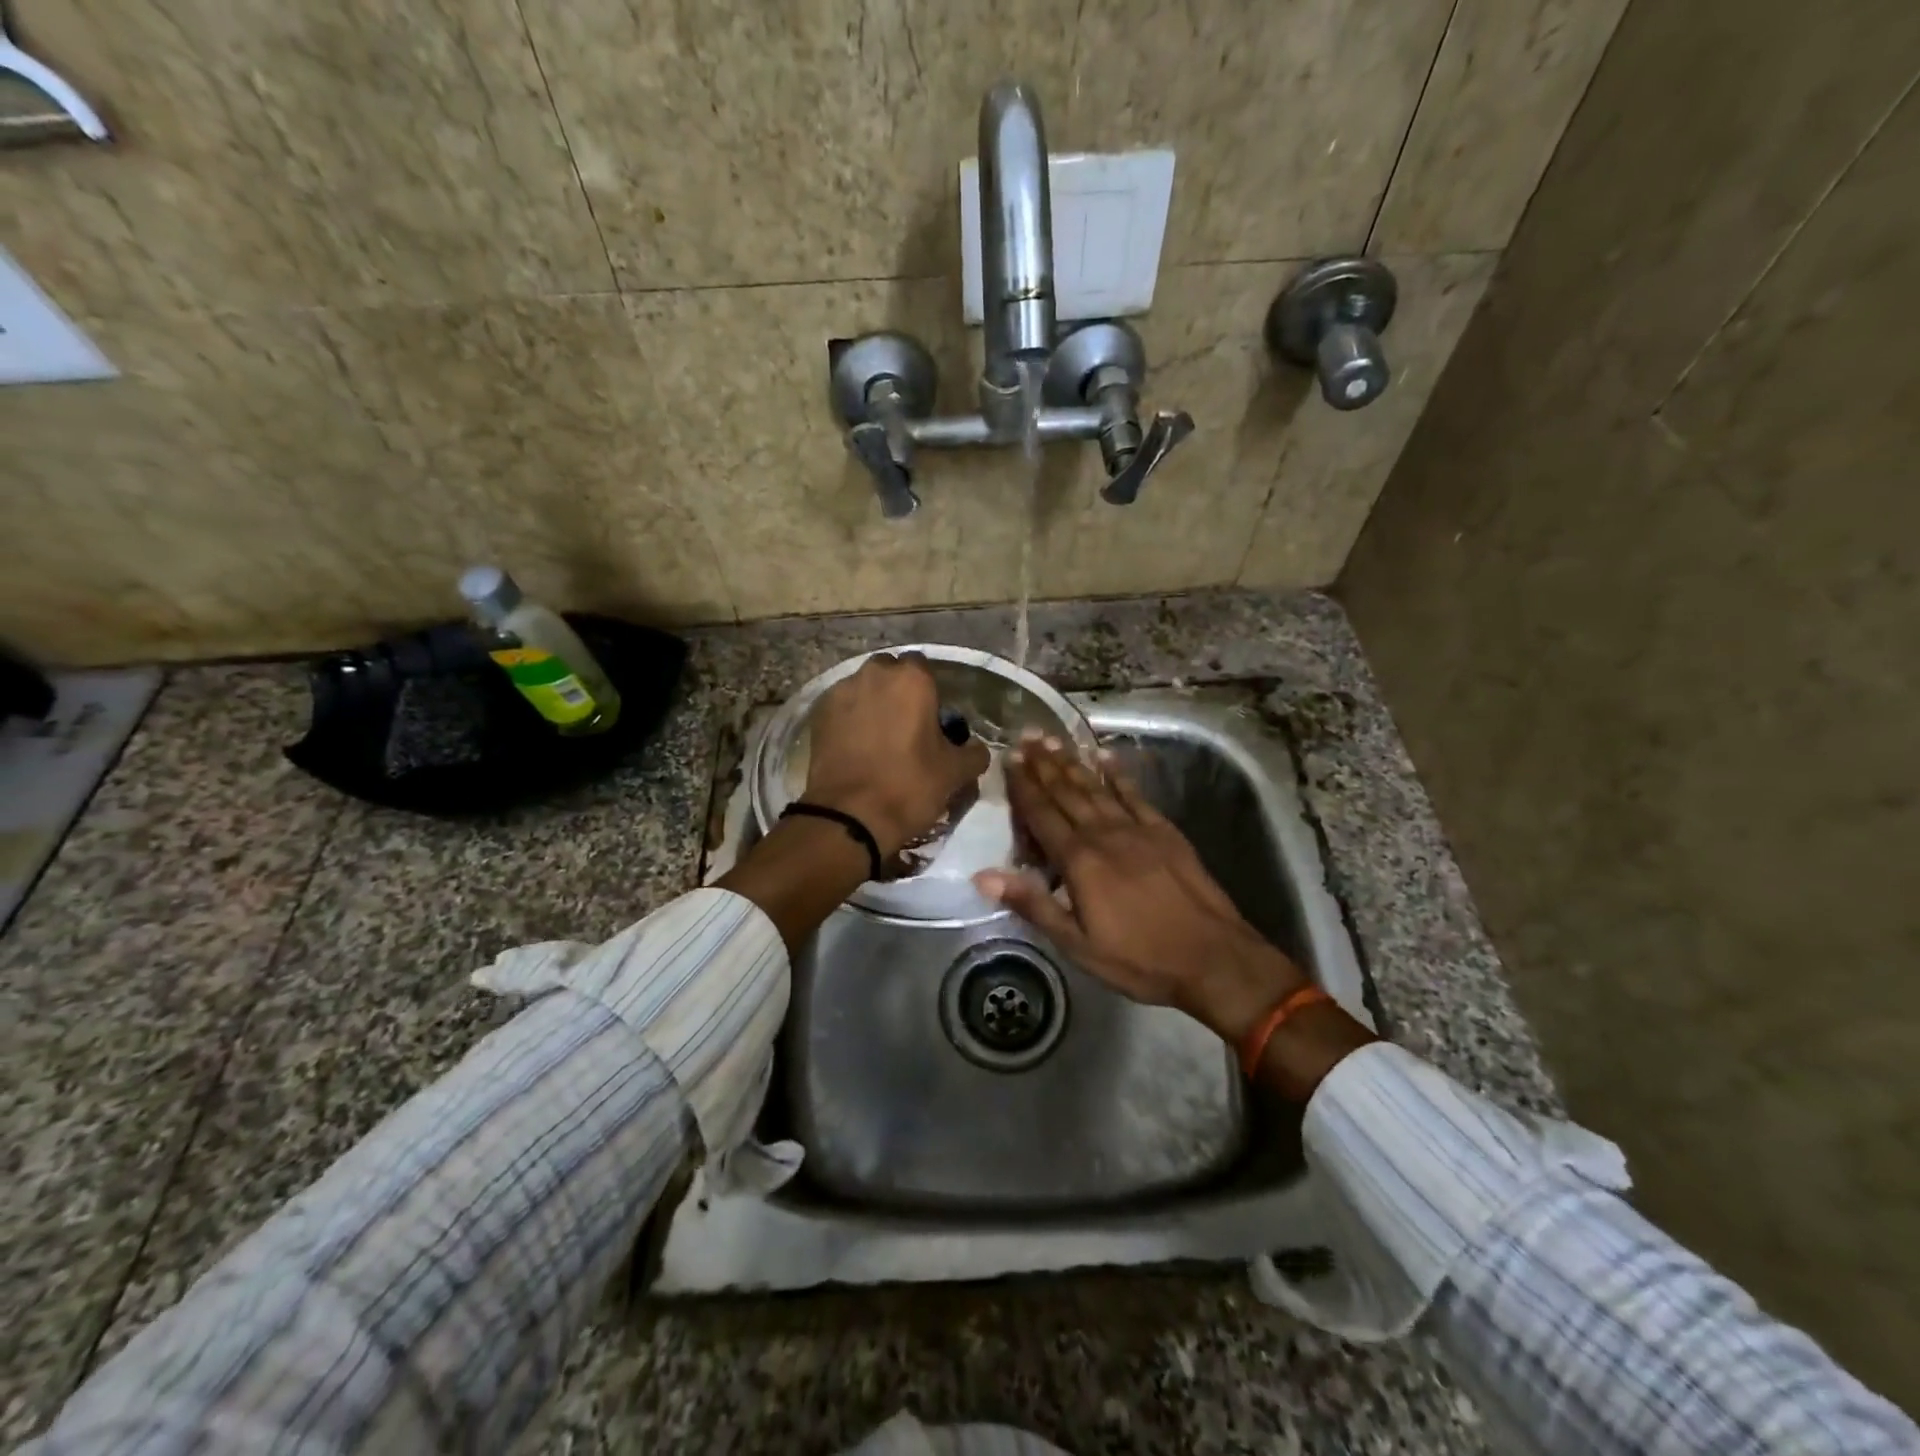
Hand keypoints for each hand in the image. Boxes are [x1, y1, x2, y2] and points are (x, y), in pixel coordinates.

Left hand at [801, 652, 990, 859]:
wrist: (849, 816)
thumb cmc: (909, 786)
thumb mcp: (955, 773)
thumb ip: (973, 752)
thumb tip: (975, 748)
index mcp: (912, 679)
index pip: (924, 668)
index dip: (929, 692)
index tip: (932, 719)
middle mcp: (874, 674)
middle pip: (890, 673)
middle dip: (898, 692)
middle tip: (906, 726)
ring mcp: (841, 692)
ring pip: (863, 688)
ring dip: (872, 704)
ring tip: (878, 738)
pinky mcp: (818, 714)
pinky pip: (842, 708)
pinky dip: (850, 720)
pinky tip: (856, 747)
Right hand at [973, 735, 1305, 1042]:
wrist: (1212, 957)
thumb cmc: (1138, 958)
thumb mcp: (1076, 944)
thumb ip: (1032, 903)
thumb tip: (983, 875)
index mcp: (1079, 861)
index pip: (1042, 814)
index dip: (1023, 786)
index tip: (1008, 759)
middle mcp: (1104, 834)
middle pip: (1067, 792)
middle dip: (1044, 764)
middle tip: (1026, 736)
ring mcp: (1137, 828)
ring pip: (1096, 787)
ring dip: (1073, 762)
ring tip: (1053, 740)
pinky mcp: (1164, 831)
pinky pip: (1134, 794)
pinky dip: (1117, 774)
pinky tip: (1105, 756)